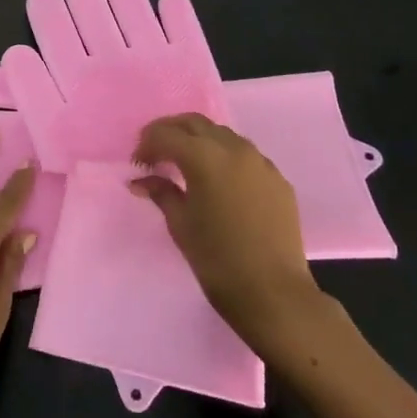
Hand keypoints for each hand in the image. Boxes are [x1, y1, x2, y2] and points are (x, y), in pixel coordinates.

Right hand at [132, 114, 325, 352]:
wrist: (274, 293)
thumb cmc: (217, 260)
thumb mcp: (181, 225)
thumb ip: (161, 193)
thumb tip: (141, 180)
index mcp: (204, 156)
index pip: (166, 134)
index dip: (147, 144)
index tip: (138, 164)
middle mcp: (234, 148)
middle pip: (195, 123)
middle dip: (171, 132)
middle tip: (156, 153)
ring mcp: (260, 161)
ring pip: (222, 135)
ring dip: (200, 141)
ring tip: (186, 165)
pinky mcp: (278, 179)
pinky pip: (245, 156)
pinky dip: (225, 158)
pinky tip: (220, 183)